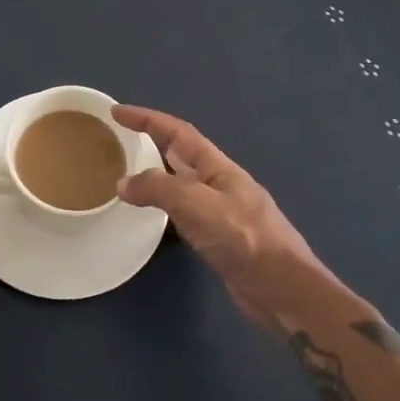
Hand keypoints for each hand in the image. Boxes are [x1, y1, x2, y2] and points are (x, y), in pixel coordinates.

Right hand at [113, 105, 333, 330]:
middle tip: (118, 143)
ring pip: (181, 184)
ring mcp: (220, 211)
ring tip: (127, 178)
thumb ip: (158, 188)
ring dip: (156, 176)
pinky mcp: (218, 238)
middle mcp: (218, 183)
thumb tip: (123, 183)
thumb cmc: (243, 238)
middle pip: (180, 154)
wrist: (281, 288)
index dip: (147, 119)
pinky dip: (164, 208)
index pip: (177, 132)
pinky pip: (183, 213)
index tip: (118, 112)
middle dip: (151, 143)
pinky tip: (152, 218)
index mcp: (217, 167)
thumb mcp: (196, 204)